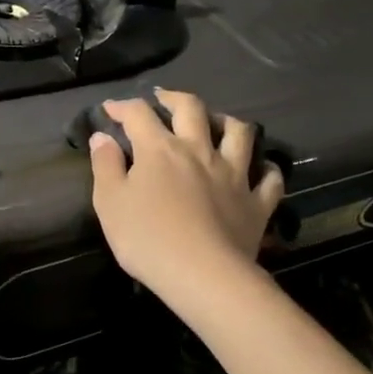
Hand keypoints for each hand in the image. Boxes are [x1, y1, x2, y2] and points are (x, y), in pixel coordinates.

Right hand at [88, 89, 284, 304]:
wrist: (202, 275)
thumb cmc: (147, 239)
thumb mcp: (110, 203)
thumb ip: (105, 166)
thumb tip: (103, 136)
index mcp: (160, 149)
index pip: (139, 114)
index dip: (122, 107)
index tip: (110, 109)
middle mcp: (199, 150)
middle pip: (192, 109)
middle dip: (175, 98)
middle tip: (164, 101)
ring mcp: (233, 173)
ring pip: (239, 132)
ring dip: (227, 122)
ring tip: (217, 124)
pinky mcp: (257, 201)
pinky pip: (269, 177)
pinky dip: (265, 169)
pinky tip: (259, 169)